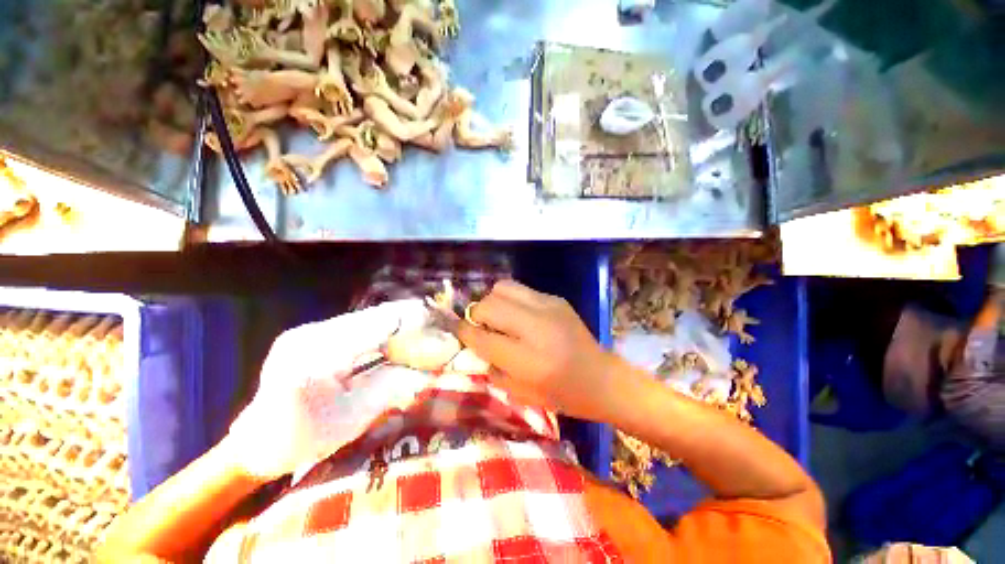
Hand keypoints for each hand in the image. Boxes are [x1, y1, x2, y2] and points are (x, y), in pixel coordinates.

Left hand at [227, 299, 431, 478]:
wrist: (256, 442)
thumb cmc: (302, 441)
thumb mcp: (354, 419)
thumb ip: (392, 386)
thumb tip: (429, 368)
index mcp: (316, 357)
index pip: (377, 326)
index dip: (413, 321)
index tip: (441, 322)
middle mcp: (311, 333)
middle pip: (374, 316)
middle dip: (411, 318)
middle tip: (439, 323)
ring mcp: (310, 330)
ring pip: (368, 318)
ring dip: (399, 322)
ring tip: (426, 327)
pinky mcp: (313, 333)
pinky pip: (359, 326)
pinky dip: (384, 329)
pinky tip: (400, 335)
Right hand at [455, 281, 617, 420]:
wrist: (601, 377)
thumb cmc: (561, 394)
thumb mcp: (521, 393)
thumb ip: (492, 367)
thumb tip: (476, 341)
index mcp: (528, 360)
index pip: (482, 338)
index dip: (464, 332)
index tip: (458, 330)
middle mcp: (536, 327)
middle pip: (489, 305)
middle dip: (477, 315)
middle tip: (482, 326)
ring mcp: (548, 308)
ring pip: (502, 288)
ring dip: (493, 302)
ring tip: (499, 317)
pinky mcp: (556, 299)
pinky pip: (521, 290)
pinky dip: (511, 300)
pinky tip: (520, 315)